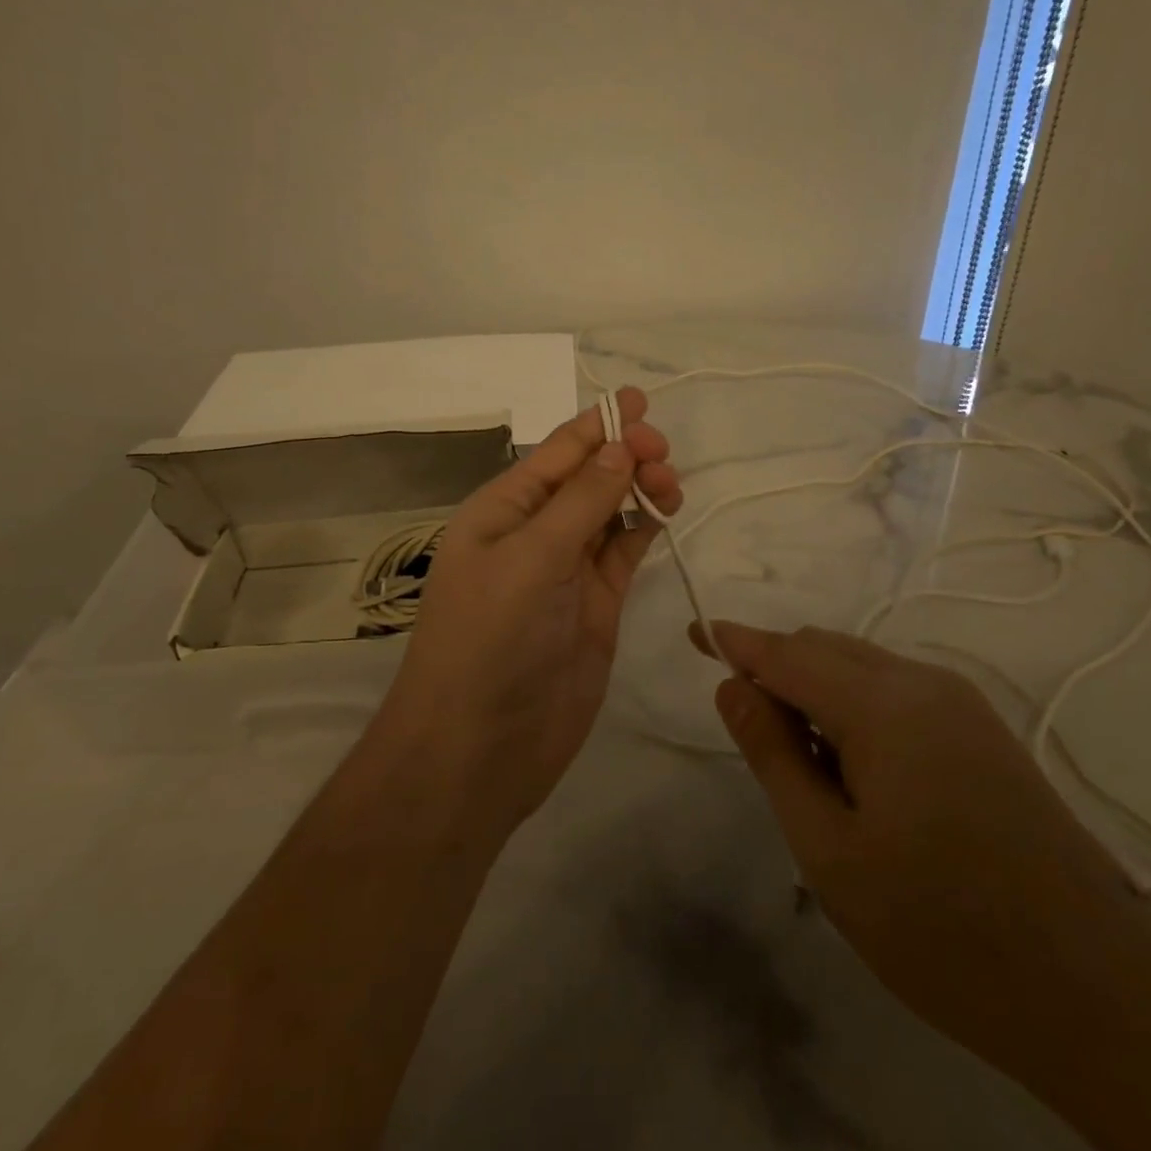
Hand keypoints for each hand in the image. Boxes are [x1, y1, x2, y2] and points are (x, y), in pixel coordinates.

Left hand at [375, 387, 682, 832]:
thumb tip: (620, 447)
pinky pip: (623, 552)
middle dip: (624, 455)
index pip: (556, 453)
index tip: (642, 401)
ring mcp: (567, 571)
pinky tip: (665, 511)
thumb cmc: (489, 641)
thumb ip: (580, 503)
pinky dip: (644, 528)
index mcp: (502, 511)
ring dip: (640, 488)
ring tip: (671, 483)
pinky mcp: (596, 605)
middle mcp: (534, 533)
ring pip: (610, 512)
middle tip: (663, 452)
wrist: (478, 750)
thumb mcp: (530, 560)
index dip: (597, 424)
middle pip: (587, 477)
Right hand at [689, 621, 1150, 1075]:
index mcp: (882, 704)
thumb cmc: (940, 929)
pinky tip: (858, 769)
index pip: (788, 653)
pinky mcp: (983, 730)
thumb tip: (732, 687)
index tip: (696, 633)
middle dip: (777, 670)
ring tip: (803, 764)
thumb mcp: (830, 850)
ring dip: (817, 691)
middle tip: (749, 730)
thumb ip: (774, 755)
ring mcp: (961, 703)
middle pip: (825, 649)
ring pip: (862, 667)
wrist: (1098, 994)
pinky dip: (856, 705)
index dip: (737, 642)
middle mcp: (923, 683)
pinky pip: (898, 691)